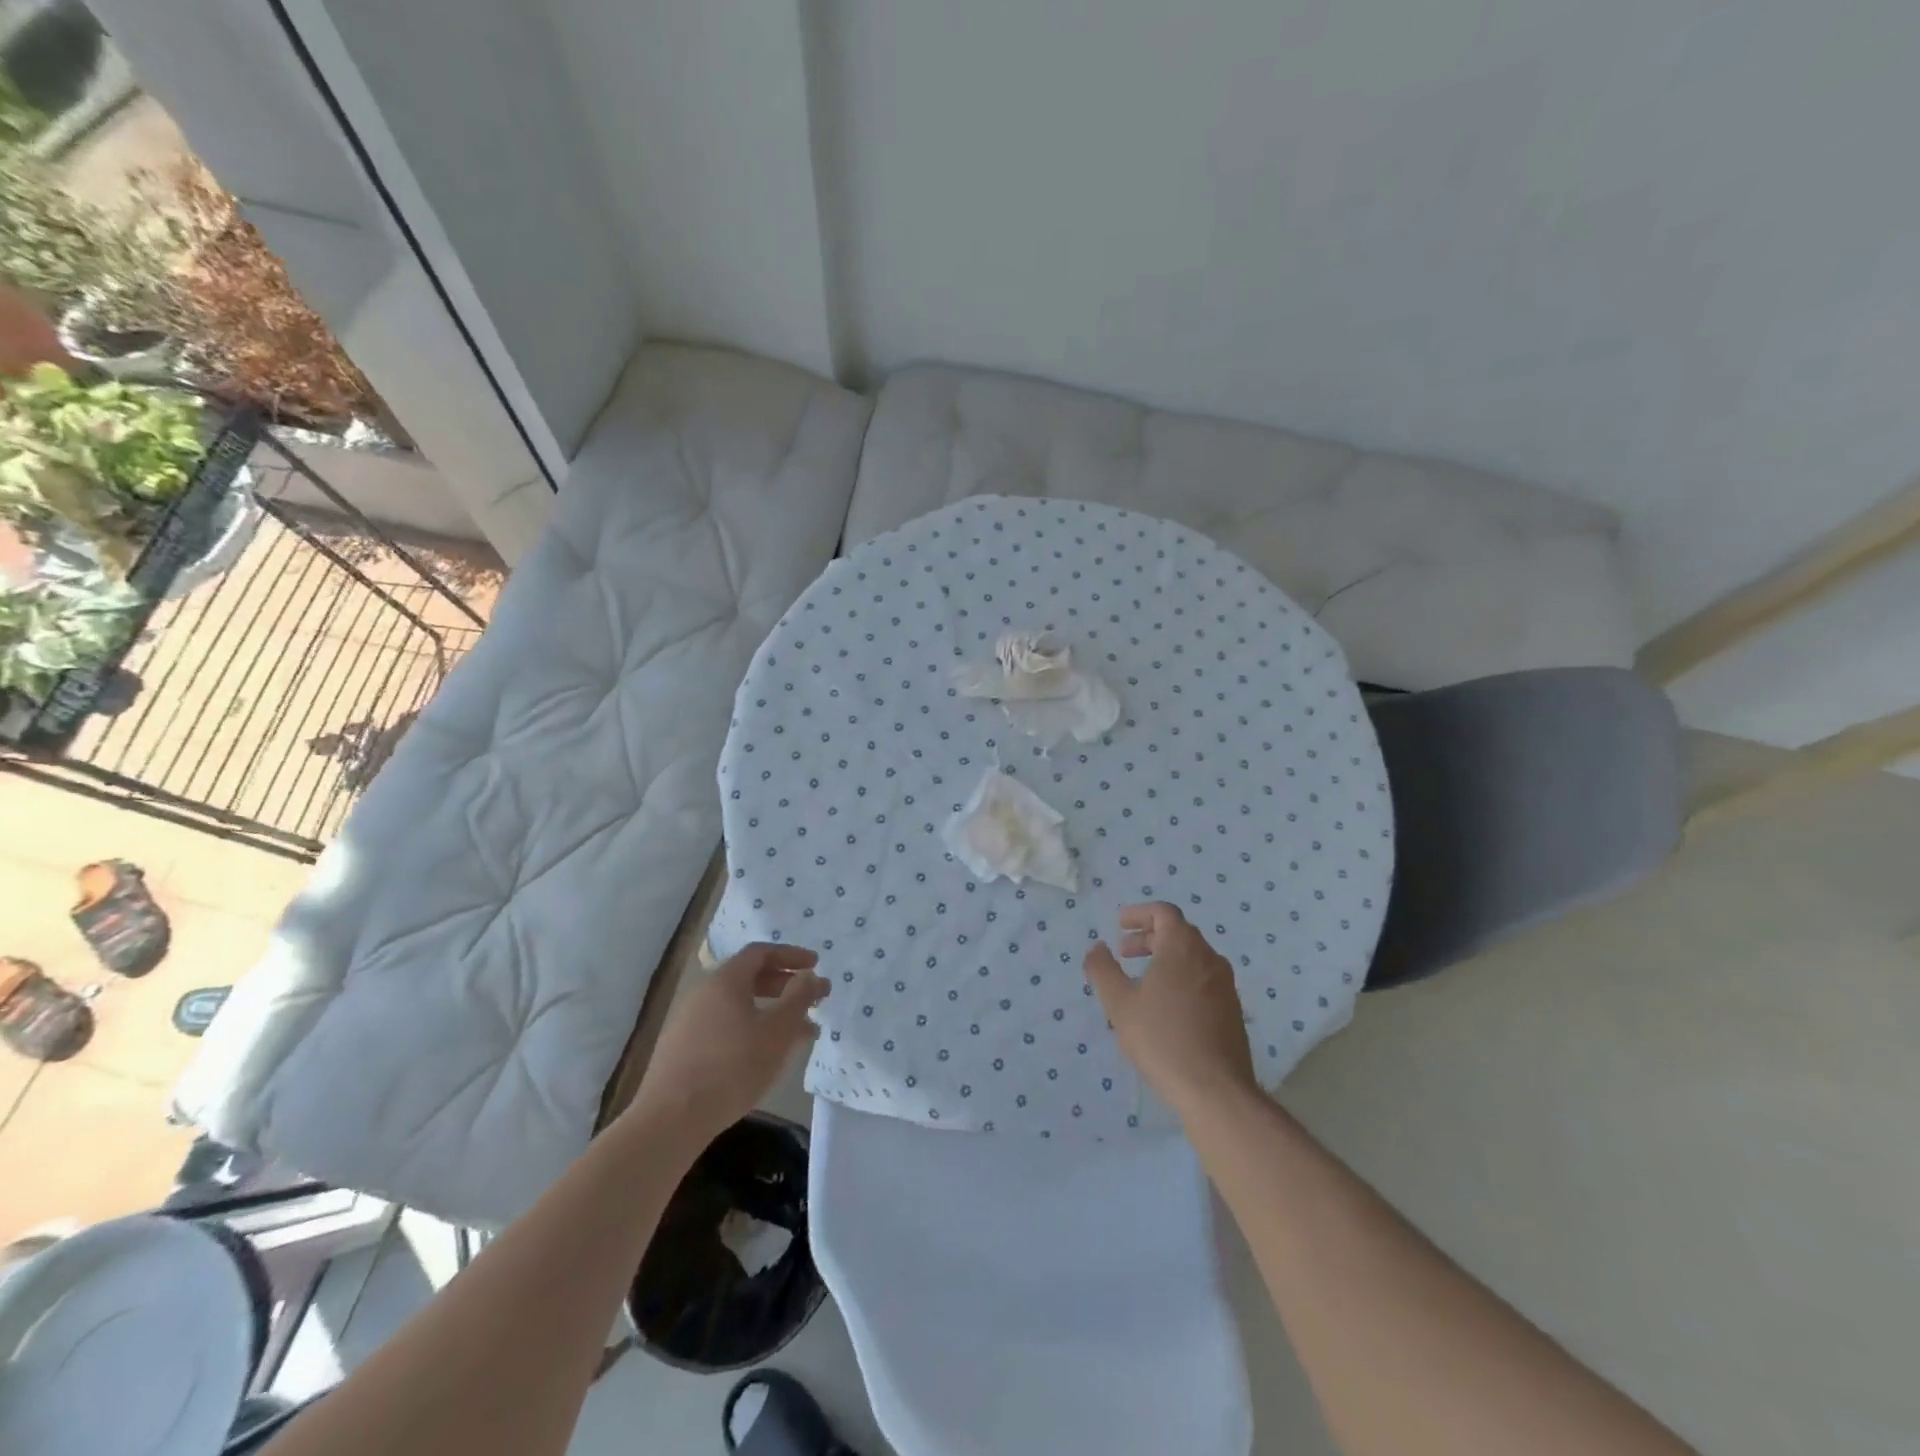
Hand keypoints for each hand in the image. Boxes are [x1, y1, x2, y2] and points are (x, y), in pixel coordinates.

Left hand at [631, 943, 828, 1144]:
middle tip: (809, 999)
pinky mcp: (680, 1050)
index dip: (791, 955)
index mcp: (725, 981)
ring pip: (736, 1006)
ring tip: (794, 1033)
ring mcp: (687, 1022)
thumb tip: (810, 976)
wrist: (670, 1120)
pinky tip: (761, 1056)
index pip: (760, 953)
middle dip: (783, 985)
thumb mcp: (777, 1031)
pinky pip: (722, 1026)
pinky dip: (748, 1029)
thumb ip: (799, 998)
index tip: (815, 966)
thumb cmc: (732, 1067)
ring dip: (768, 1011)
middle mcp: (702, 993)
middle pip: (747, 977)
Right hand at [1084, 903, 1257, 1120]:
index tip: (1119, 925)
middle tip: (1125, 953)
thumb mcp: (1119, 1003)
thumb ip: (1102, 969)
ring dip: (1165, 959)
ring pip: (1192, 957)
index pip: (1163, 912)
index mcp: (1183, 947)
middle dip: (1149, 937)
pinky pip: (1203, 979)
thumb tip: (1098, 947)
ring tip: (1142, 981)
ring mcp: (1225, 985)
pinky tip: (1166, 1007)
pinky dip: (1181, 978)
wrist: (1215, 1090)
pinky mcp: (1232, 1010)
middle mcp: (1209, 958)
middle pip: (1179, 933)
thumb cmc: (1162, 1038)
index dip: (1139, 914)